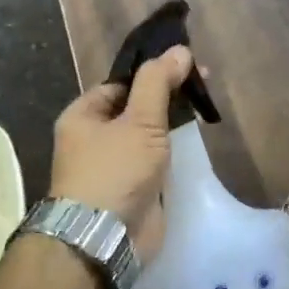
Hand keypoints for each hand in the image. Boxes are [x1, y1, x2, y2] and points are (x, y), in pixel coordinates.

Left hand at [49, 46, 192, 263]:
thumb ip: (158, 84)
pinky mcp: (133, 189)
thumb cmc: (114, 172)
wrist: (104, 239)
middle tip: (204, 84)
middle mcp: (94, 139)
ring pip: (148, 135)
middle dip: (168, 96)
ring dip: (173, 124)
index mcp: (83, 116)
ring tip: (205, 110)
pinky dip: (174, 152)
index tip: (186, 66)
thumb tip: (178, 50)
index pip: (121, 84)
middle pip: (136, 108)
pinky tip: (197, 143)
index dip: (152, 73)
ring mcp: (114, 166)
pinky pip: (155, 161)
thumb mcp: (139, 121)